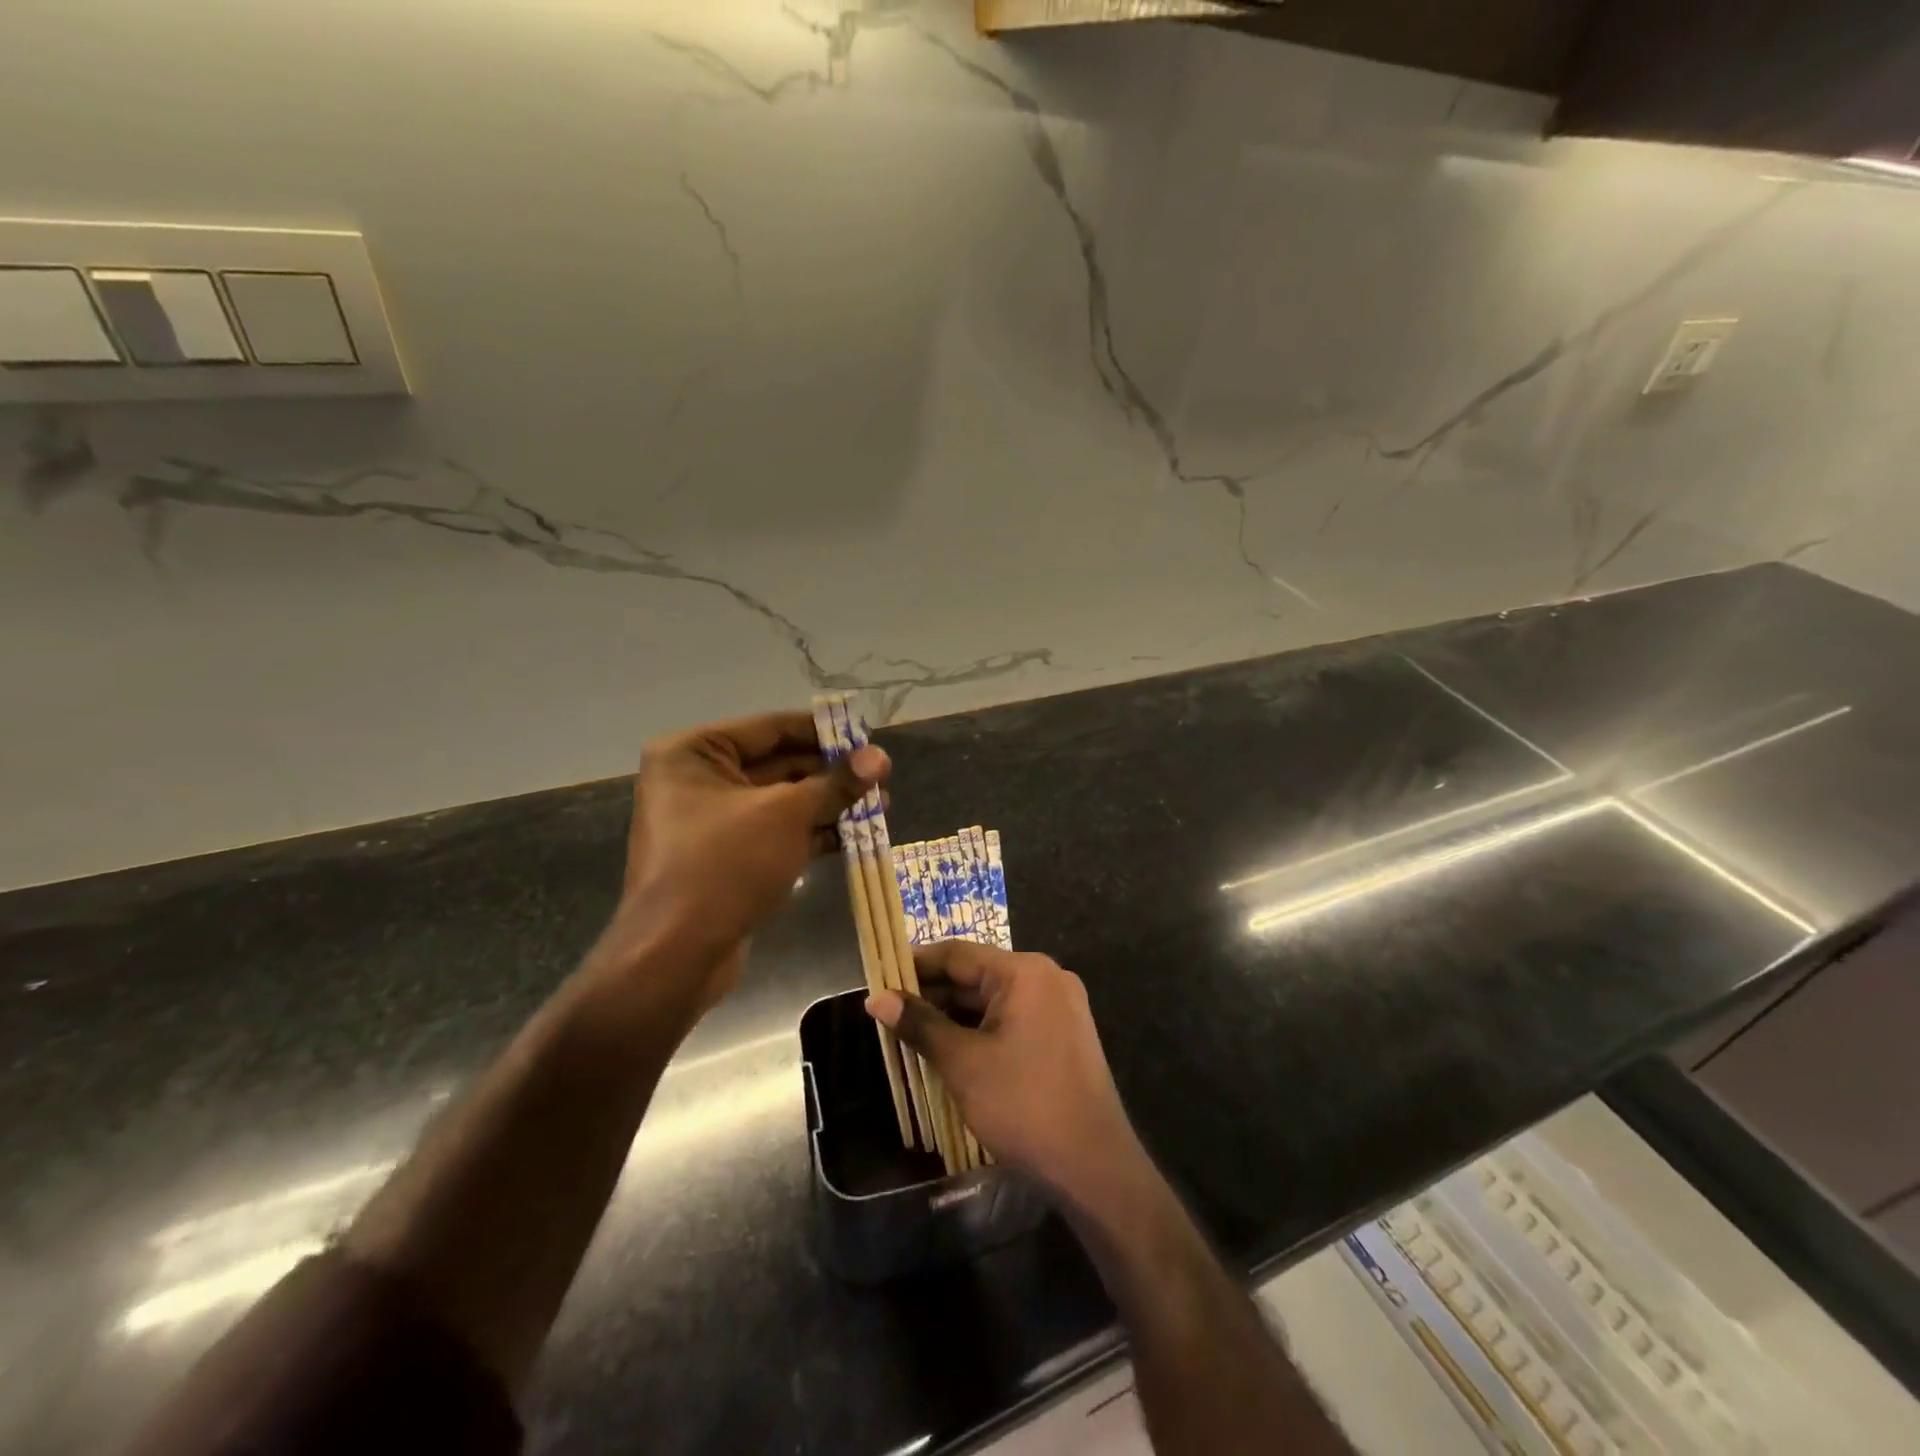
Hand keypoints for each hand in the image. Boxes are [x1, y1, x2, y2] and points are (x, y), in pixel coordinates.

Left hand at [592, 711, 886, 1018]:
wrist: (676, 956)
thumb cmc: (725, 865)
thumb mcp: (787, 815)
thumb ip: (835, 783)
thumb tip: (881, 756)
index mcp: (694, 752)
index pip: (771, 728)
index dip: (824, 732)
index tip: (868, 737)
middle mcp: (696, 779)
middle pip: (778, 763)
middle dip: (832, 773)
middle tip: (881, 777)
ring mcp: (710, 821)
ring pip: (781, 801)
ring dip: (829, 804)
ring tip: (882, 806)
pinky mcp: (725, 857)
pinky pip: (775, 832)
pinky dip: (812, 832)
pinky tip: (856, 837)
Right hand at [866, 941, 1146, 1210]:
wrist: (1094, 1166)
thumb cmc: (1024, 1105)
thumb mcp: (963, 1063)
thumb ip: (920, 1024)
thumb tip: (876, 997)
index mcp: (1025, 971)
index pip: (957, 954)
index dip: (914, 965)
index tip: (878, 978)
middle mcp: (1045, 977)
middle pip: (975, 976)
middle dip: (931, 995)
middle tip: (887, 1012)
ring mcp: (1058, 1006)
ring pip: (992, 1000)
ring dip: (953, 1016)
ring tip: (908, 1033)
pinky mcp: (1062, 1034)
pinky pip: (1011, 1019)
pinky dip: (979, 1030)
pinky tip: (948, 1050)